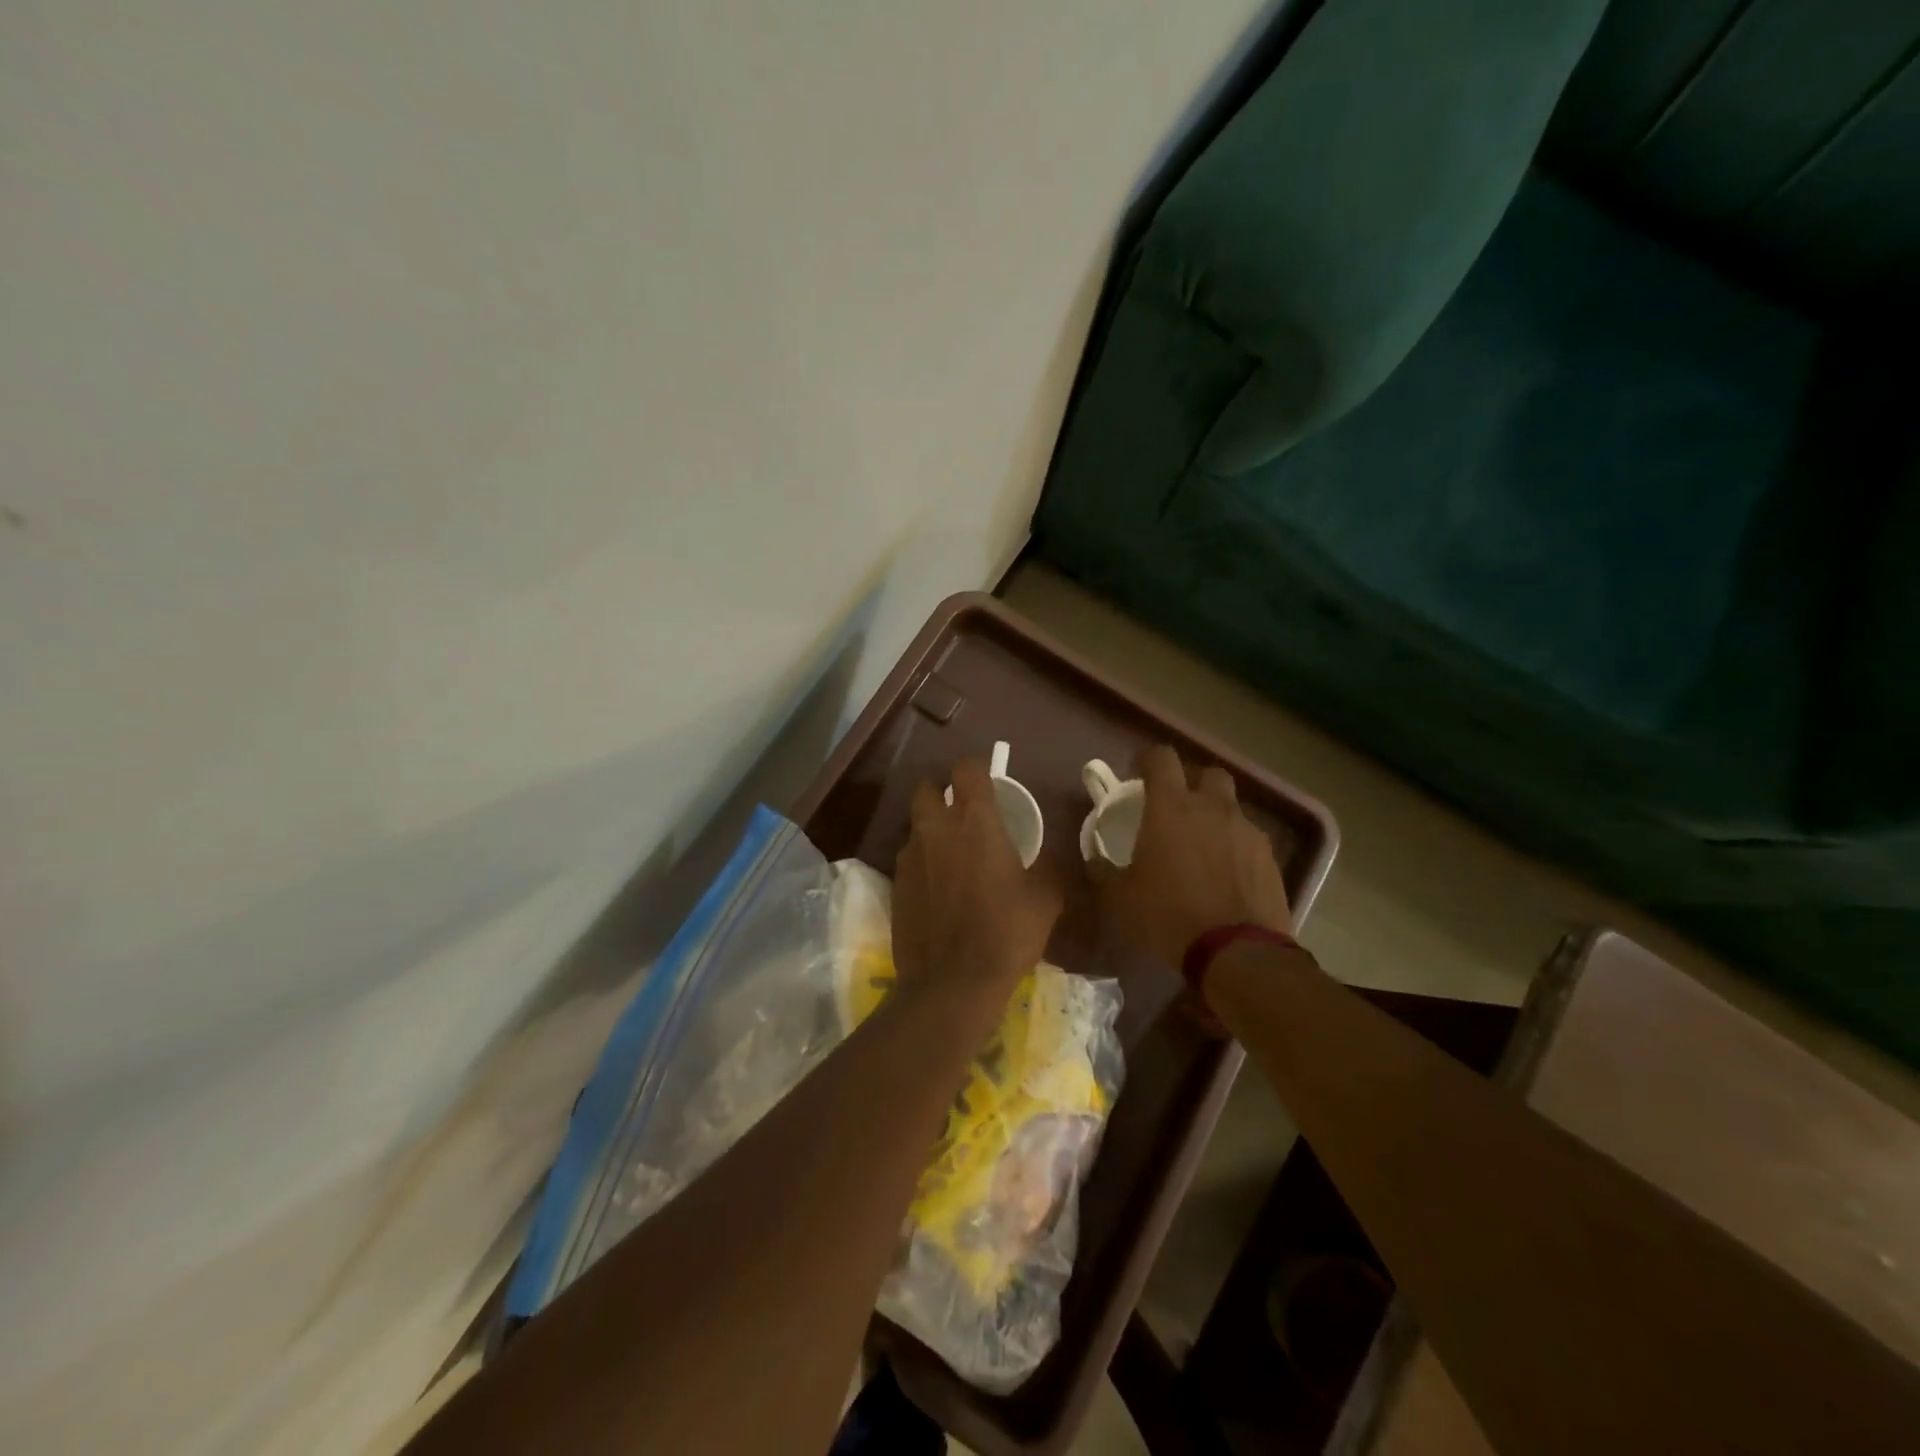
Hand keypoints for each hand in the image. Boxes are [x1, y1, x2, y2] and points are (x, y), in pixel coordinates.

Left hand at [893, 759, 1063, 1010]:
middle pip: (927, 788)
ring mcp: (910, 857)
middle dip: (941, 790)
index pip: (966, 770)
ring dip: (931, 828)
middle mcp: (936, 829)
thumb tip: (1060, 852)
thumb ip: (1054, 866)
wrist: (952, 983)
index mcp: (975, 823)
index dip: (976, 770)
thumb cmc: (1006, 933)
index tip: (987, 782)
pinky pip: (909, 858)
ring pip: (916, 825)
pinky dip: (922, 860)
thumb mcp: (1046, 899)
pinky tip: (938, 886)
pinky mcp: (895, 884)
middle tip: (961, 810)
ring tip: (951, 852)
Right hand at [1098, 745, 1292, 966]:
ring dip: (1216, 817)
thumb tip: (1094, 859)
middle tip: (1178, 809)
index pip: (1161, 758)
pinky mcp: (1269, 857)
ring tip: (1204, 848)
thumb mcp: (1120, 898)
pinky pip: (1249, 839)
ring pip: (1231, 807)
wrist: (1238, 952)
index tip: (1139, 774)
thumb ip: (1103, 871)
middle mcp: (1212, 808)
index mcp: (1171, 807)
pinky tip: (1227, 875)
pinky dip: (1236, 847)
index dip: (1148, 760)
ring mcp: (1246, 830)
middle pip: (1208, 773)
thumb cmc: (1169, 915)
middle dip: (1193, 784)